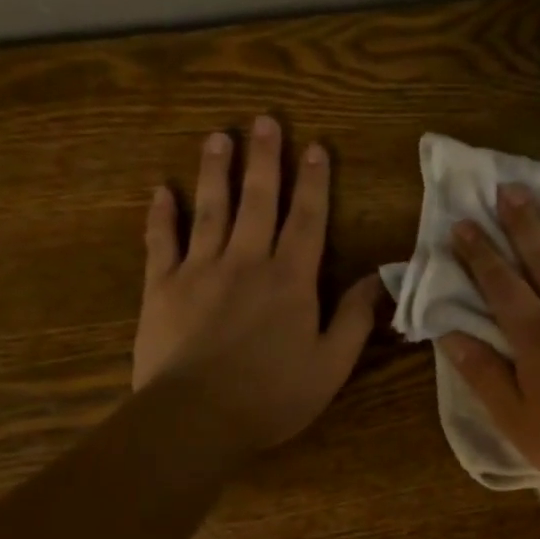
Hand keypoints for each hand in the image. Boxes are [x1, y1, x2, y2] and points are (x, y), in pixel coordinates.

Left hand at [133, 115, 382, 461]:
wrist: (196, 418)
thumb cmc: (273, 395)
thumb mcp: (332, 364)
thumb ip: (355, 318)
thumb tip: (379, 278)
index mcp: (291, 279)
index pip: (307, 220)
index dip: (314, 182)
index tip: (315, 147)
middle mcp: (246, 262)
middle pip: (258, 200)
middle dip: (264, 159)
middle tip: (264, 120)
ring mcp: (199, 270)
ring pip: (210, 210)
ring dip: (215, 172)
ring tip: (218, 137)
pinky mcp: (161, 288)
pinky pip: (160, 242)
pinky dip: (160, 216)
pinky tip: (161, 191)